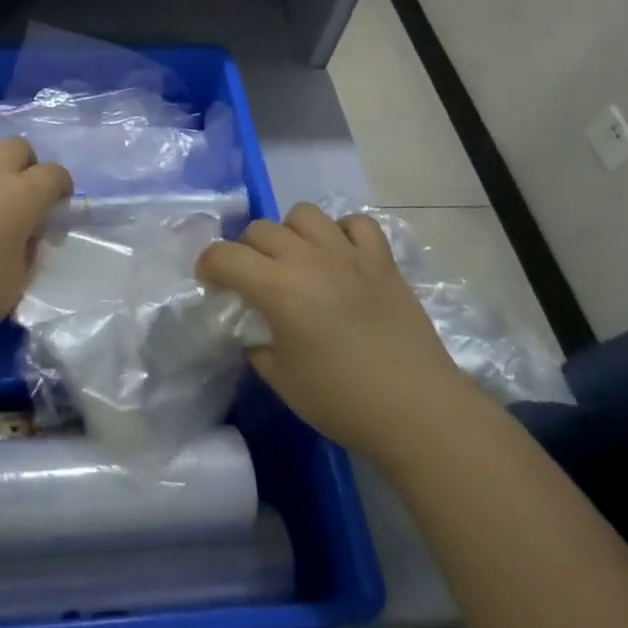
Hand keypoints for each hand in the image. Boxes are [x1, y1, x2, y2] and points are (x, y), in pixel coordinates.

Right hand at [197, 203, 477, 460]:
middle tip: (254, 281)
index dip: (208, 265)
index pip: (225, 255)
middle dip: (246, 251)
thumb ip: (257, 344)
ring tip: (296, 261)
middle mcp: (309, 260)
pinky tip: (340, 257)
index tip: (211, 284)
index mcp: (278, 289)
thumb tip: (255, 328)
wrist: (419, 412)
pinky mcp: (383, 261)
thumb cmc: (343, 402)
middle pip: (260, 229)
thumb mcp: (281, 380)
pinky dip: (341, 233)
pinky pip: (356, 223)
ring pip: (304, 214)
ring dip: (290, 233)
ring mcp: (349, 255)